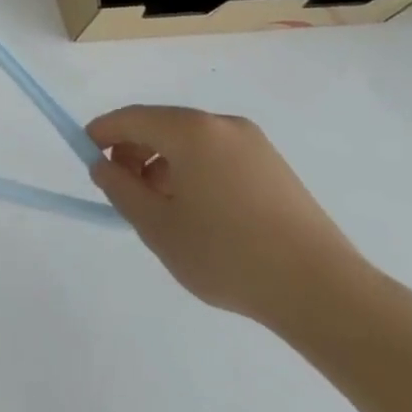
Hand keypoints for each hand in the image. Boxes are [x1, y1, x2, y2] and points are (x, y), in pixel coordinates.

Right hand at [88, 105, 373, 331]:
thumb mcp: (156, 226)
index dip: (102, 133)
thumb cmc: (228, 255)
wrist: (324, 293)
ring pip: (190, 142)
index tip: (87, 156)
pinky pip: (217, 155)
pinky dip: (194, 171)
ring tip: (162, 208)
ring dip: (164, 163)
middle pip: (161, 125)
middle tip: (122, 189)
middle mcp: (222, 125)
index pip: (130, 118)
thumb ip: (119, 189)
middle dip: (134, 151)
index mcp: (190, 131)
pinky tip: (199, 212)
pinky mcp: (275, 168)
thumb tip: (104, 165)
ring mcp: (254, 145)